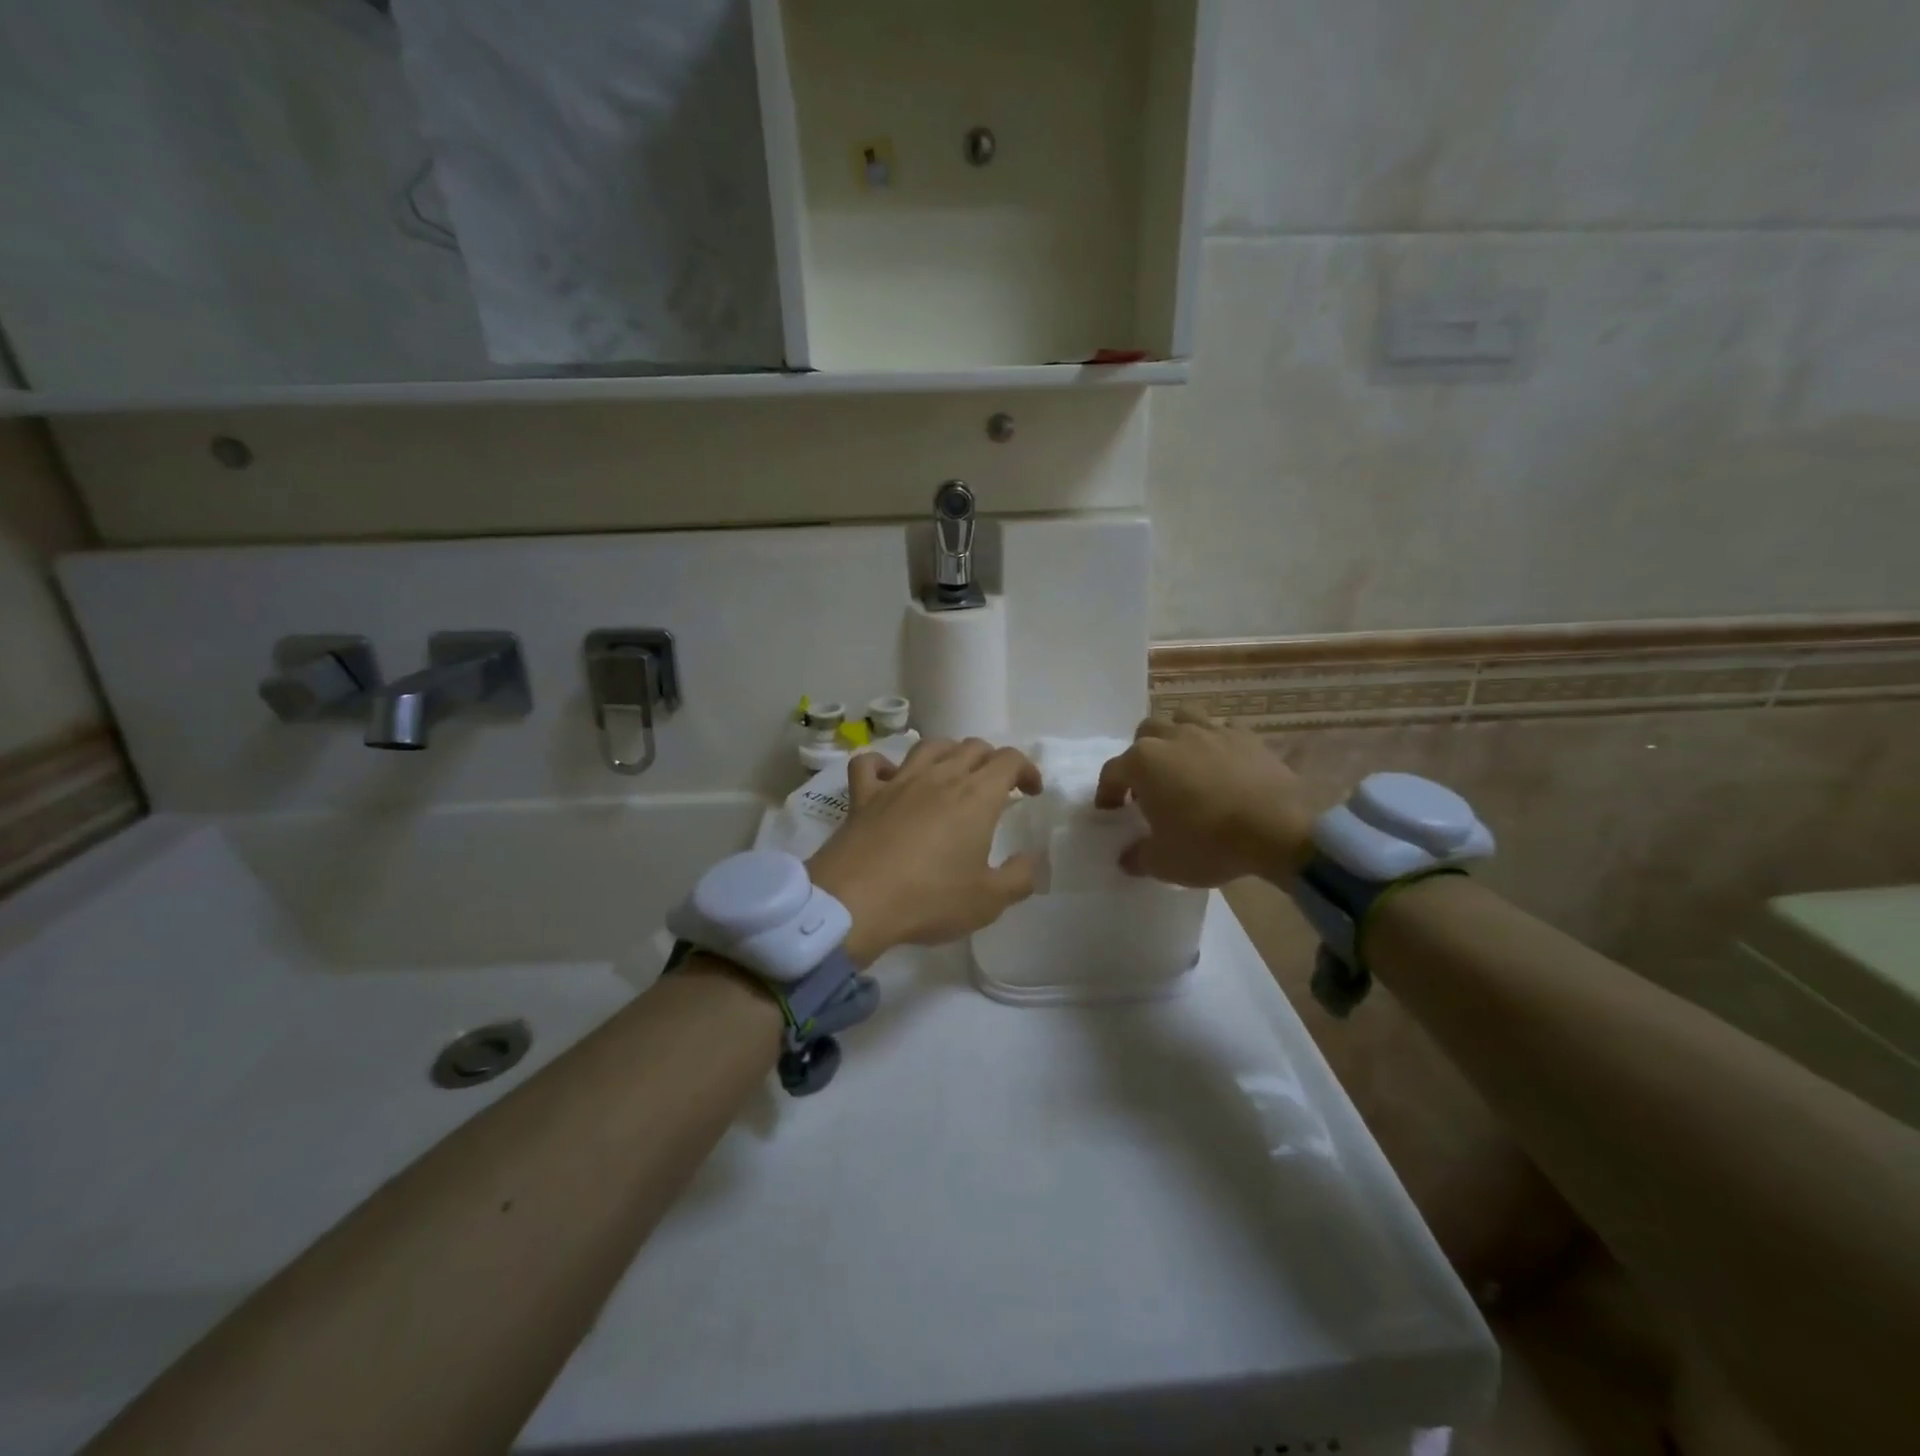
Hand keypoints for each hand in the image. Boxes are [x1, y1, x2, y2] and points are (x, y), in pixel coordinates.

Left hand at [806, 738, 1043, 965]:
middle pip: (972, 747)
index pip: (1009, 760)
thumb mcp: (988, 901)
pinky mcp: (863, 795)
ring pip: (928, 746)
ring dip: (947, 753)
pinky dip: (882, 764)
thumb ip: (1019, 878)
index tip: (1031, 792)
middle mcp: (939, 777)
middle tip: (996, 787)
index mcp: (976, 796)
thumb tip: (1030, 860)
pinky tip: (888, 778)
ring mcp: (898, 782)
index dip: (1027, 770)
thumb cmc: (929, 900)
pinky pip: (870, 764)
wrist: (855, 903)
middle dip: (991, 760)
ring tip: (952, 774)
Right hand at [1094, 711, 1313, 886]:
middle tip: (1149, 786)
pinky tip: (1223, 762)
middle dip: (1141, 756)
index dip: (1107, 792)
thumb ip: (1138, 857)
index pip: (1112, 772)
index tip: (1111, 811)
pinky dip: (1217, 742)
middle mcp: (1172, 737)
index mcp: (1143, 763)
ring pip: (1183, 718)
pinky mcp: (1247, 737)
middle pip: (1145, 734)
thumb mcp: (1164, 863)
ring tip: (1183, 762)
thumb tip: (1127, 857)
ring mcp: (1212, 732)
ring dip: (1176, 736)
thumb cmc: (1209, 844)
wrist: (1279, 830)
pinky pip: (1224, 729)